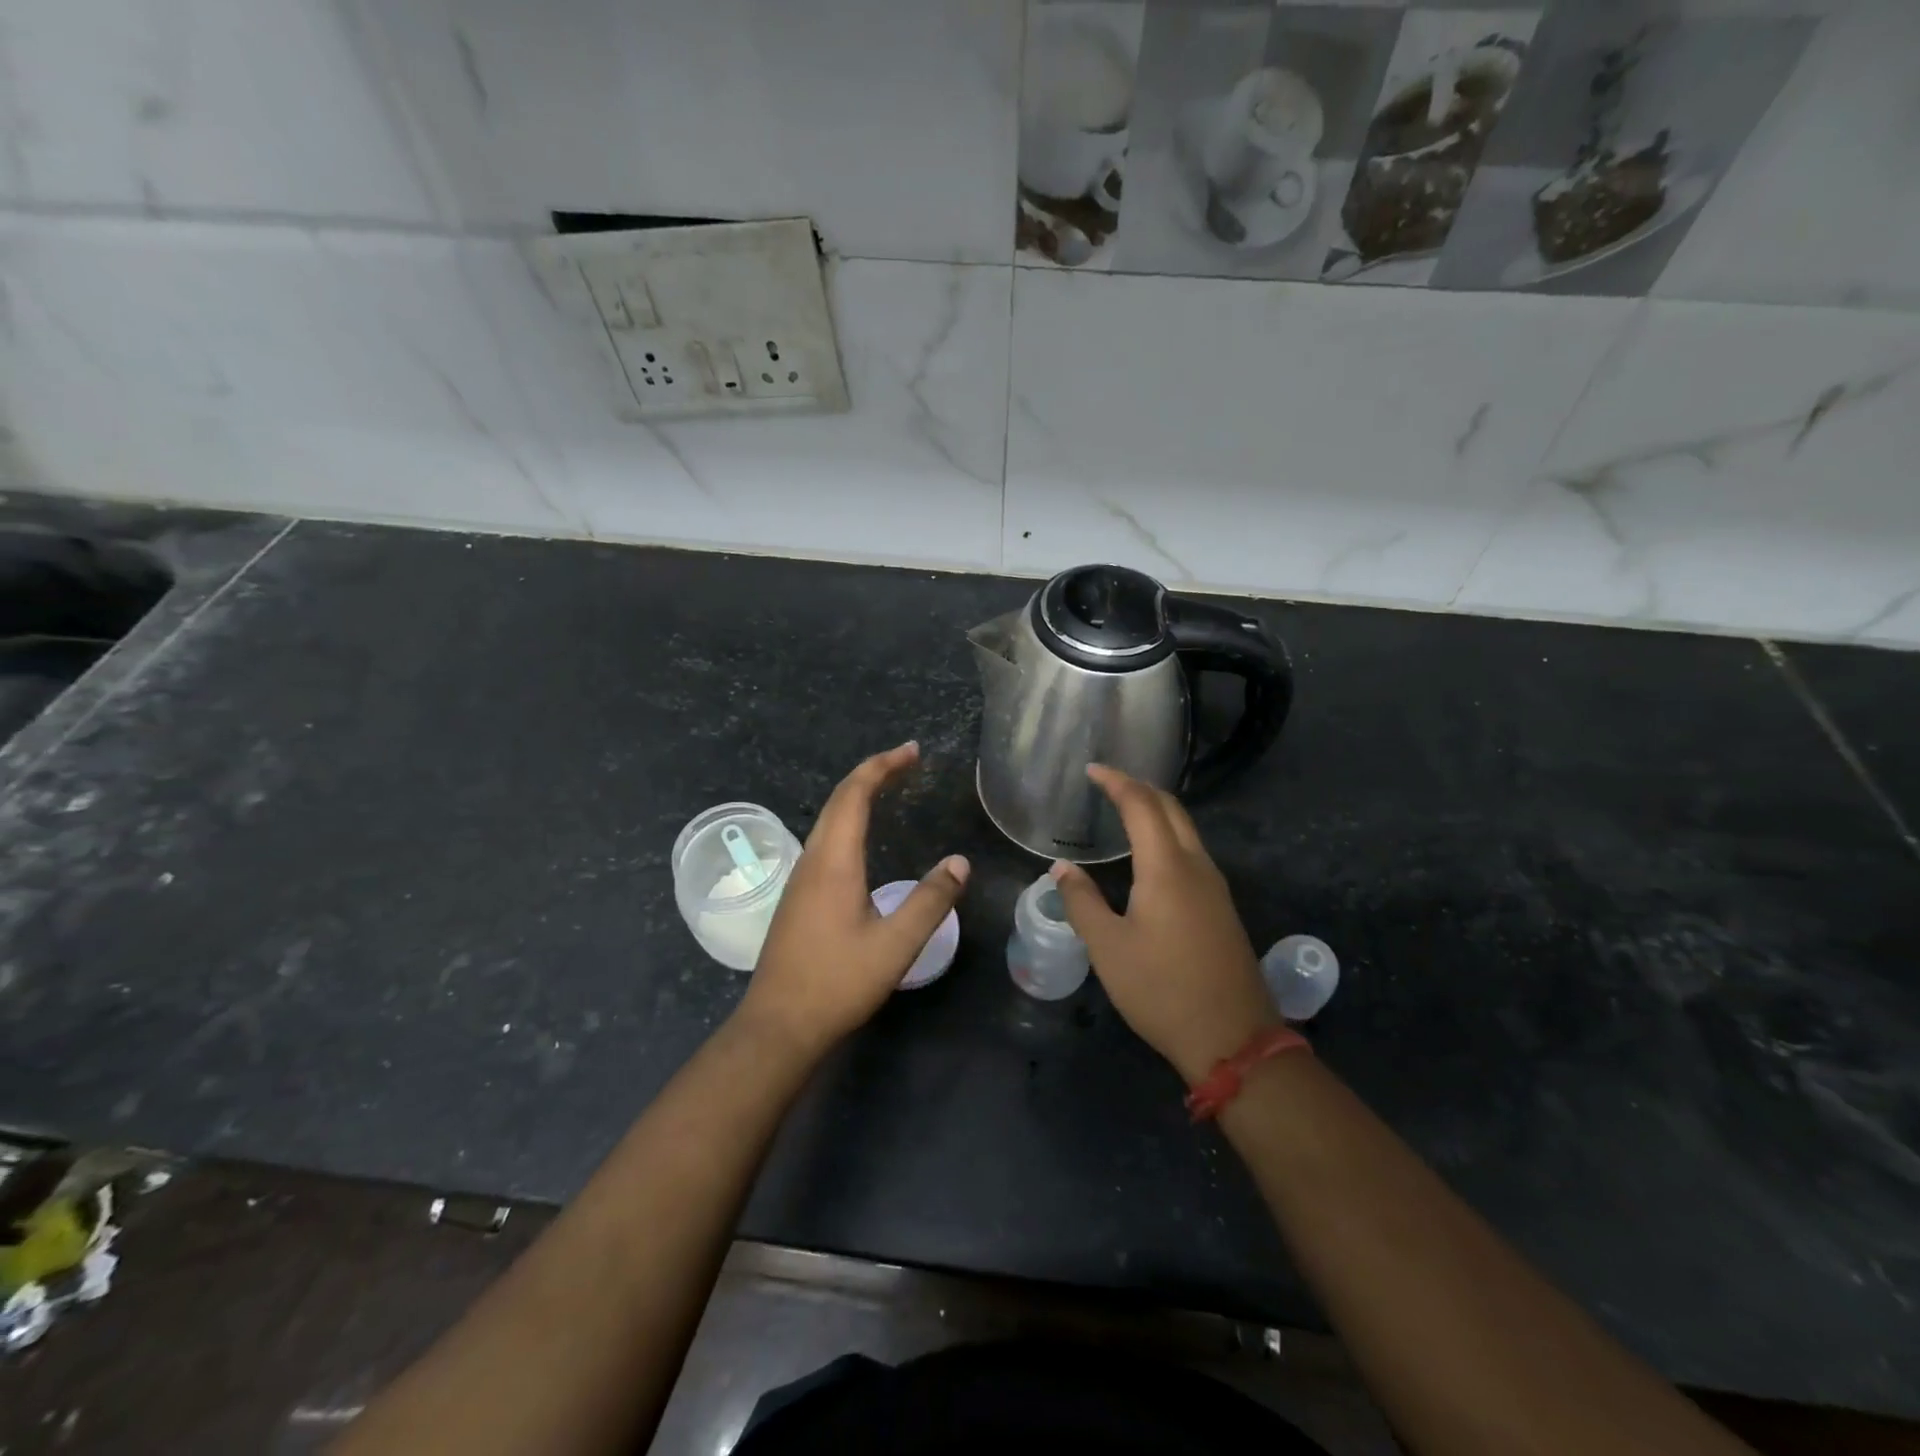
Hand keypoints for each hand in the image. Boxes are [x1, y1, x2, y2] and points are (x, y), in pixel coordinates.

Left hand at [737, 742, 969, 1057]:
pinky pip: (825, 841)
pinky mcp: (798, 898)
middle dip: (872, 773)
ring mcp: (800, 879)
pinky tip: (863, 841)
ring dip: (857, 796)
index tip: (912, 752)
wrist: (778, 1025)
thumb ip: (929, 902)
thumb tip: (959, 862)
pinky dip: (848, 822)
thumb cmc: (837, 982)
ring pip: (828, 821)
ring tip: (889, 790)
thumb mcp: (894, 945)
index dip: (882, 766)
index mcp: (833, 862)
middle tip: (907, 762)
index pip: (854, 795)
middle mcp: (812, 860)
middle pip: (838, 800)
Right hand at [1050, 765, 1277, 1083]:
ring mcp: (1215, 886)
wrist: (1232, 1038)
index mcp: (1167, 868)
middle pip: (1171, 808)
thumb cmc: (1161, 990)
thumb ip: (1082, 901)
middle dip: (1139, 788)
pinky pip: (1192, 852)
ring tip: (1124, 811)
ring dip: (1157, 811)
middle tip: (1107, 784)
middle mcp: (1196, 866)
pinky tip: (1150, 854)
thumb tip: (1061, 868)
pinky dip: (1168, 835)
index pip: (1142, 805)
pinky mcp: (1221, 907)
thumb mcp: (1108, 948)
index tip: (1092, 770)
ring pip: (1186, 829)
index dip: (1116, 782)